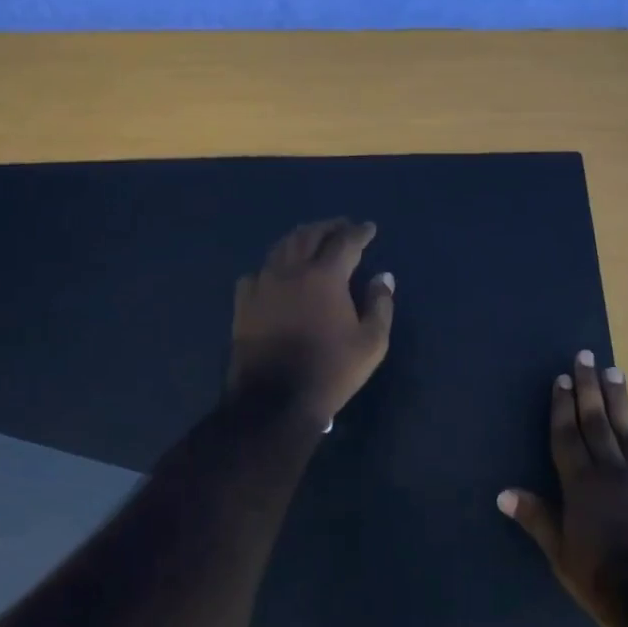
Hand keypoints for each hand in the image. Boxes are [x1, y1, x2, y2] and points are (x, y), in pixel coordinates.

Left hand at [228, 219, 395, 427]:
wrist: (274, 401)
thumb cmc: (330, 370)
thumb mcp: (371, 342)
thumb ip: (380, 304)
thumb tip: (383, 276)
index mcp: (325, 275)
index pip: (345, 241)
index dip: (359, 232)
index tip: (369, 228)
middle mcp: (292, 270)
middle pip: (310, 235)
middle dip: (329, 227)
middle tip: (342, 226)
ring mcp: (263, 283)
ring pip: (282, 247)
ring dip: (300, 238)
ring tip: (312, 239)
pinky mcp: (244, 302)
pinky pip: (258, 271)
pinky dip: (273, 265)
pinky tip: (277, 272)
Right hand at [499, 351, 627, 626]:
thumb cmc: (607, 582)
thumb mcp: (563, 556)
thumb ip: (537, 519)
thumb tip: (503, 493)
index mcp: (581, 484)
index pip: (567, 435)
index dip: (562, 406)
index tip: (561, 378)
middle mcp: (612, 469)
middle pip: (597, 420)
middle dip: (589, 387)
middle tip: (586, 356)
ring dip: (620, 398)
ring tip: (614, 371)